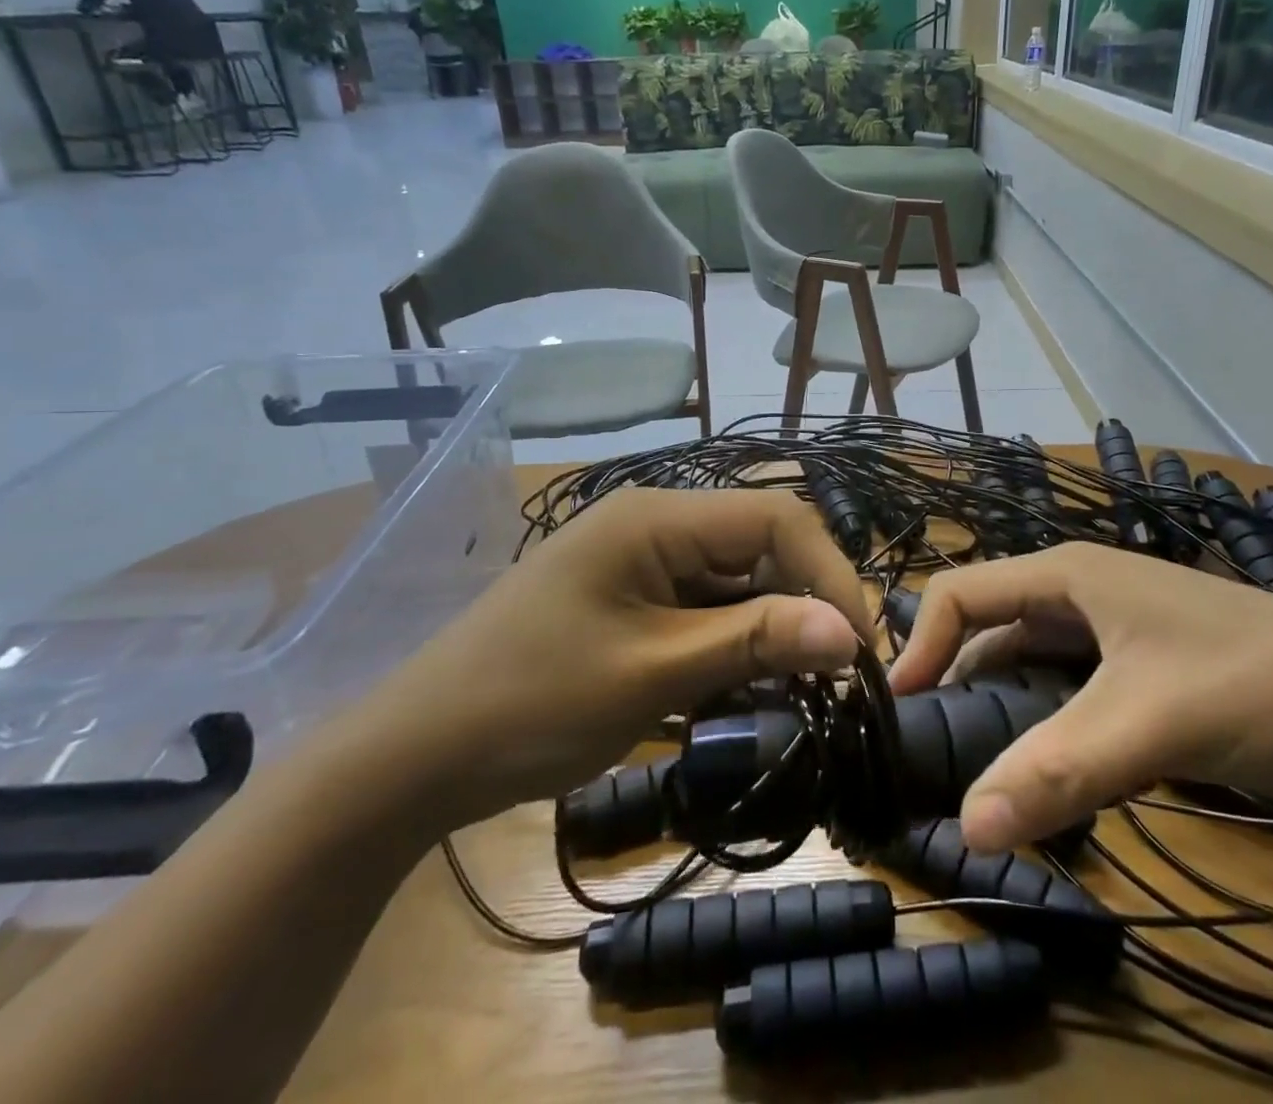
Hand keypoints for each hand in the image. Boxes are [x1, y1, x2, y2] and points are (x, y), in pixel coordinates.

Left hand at [338, 488, 869, 835]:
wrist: (415, 755)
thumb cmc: (531, 704)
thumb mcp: (653, 674)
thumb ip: (754, 642)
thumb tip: (850, 633)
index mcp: (658, 517)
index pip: (775, 518)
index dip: (828, 573)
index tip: (857, 647)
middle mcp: (656, 522)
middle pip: (759, 544)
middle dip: (803, 602)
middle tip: (834, 675)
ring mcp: (642, 560)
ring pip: (737, 578)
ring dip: (771, 627)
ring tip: (797, 688)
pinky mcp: (633, 596)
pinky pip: (706, 606)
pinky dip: (734, 642)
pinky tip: (743, 687)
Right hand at [887, 543, 1272, 851]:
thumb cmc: (1253, 684)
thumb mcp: (1149, 724)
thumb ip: (1058, 772)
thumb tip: (966, 829)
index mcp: (1066, 574)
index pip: (960, 593)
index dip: (920, 645)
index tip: (895, 712)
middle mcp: (1080, 591)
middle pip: (988, 626)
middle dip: (952, 678)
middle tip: (925, 751)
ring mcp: (1111, 629)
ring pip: (1026, 659)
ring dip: (996, 704)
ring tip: (968, 766)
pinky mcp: (1137, 668)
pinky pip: (1063, 685)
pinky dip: (1038, 719)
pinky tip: (1036, 763)